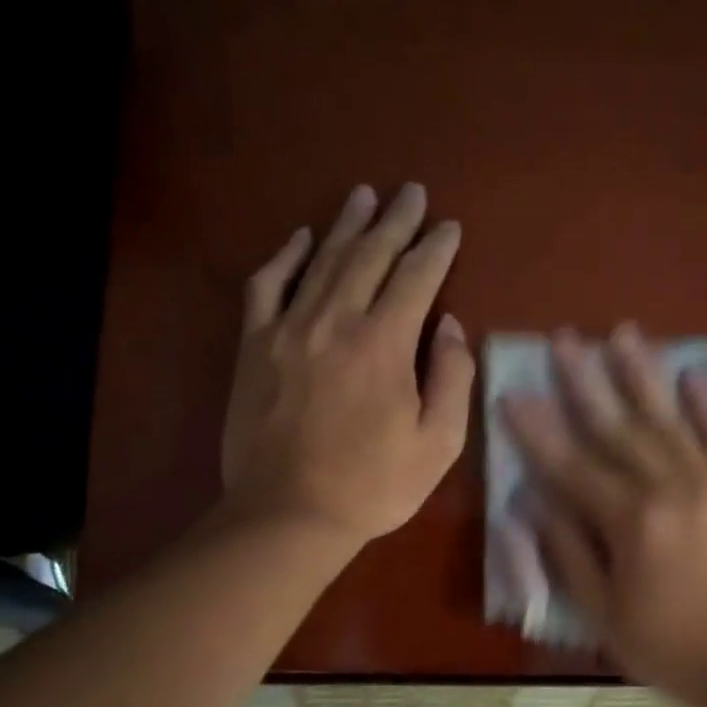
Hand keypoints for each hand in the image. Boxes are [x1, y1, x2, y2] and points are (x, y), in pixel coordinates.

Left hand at [220, 183, 473, 544]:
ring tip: (364, 196)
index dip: (436, 248)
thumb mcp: (437, 444)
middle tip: (411, 192)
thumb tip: (449, 326)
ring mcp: (288, 329)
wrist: (288, 513)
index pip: (417, 277)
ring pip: (322, 260)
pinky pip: (267, 285)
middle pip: (370, 255)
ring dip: (347, 225)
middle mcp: (336, 320)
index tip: (450, 227)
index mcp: (385, 344)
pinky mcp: (254, 345)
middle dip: (396, 220)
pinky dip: (286, 257)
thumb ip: (452, 379)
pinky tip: (301, 239)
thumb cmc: (372, 485)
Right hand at [501, 326, 706, 706]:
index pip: (570, 465)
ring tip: (621, 333)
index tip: (511, 394)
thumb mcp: (604, 616)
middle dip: (584, 380)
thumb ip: (568, 553)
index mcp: (630, 522)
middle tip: (562, 340)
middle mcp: (670, 487)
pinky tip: (693, 373)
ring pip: (668, 417)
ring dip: (642, 373)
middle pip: (617, 426)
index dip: (537, 430)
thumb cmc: (674, 649)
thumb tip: (534, 502)